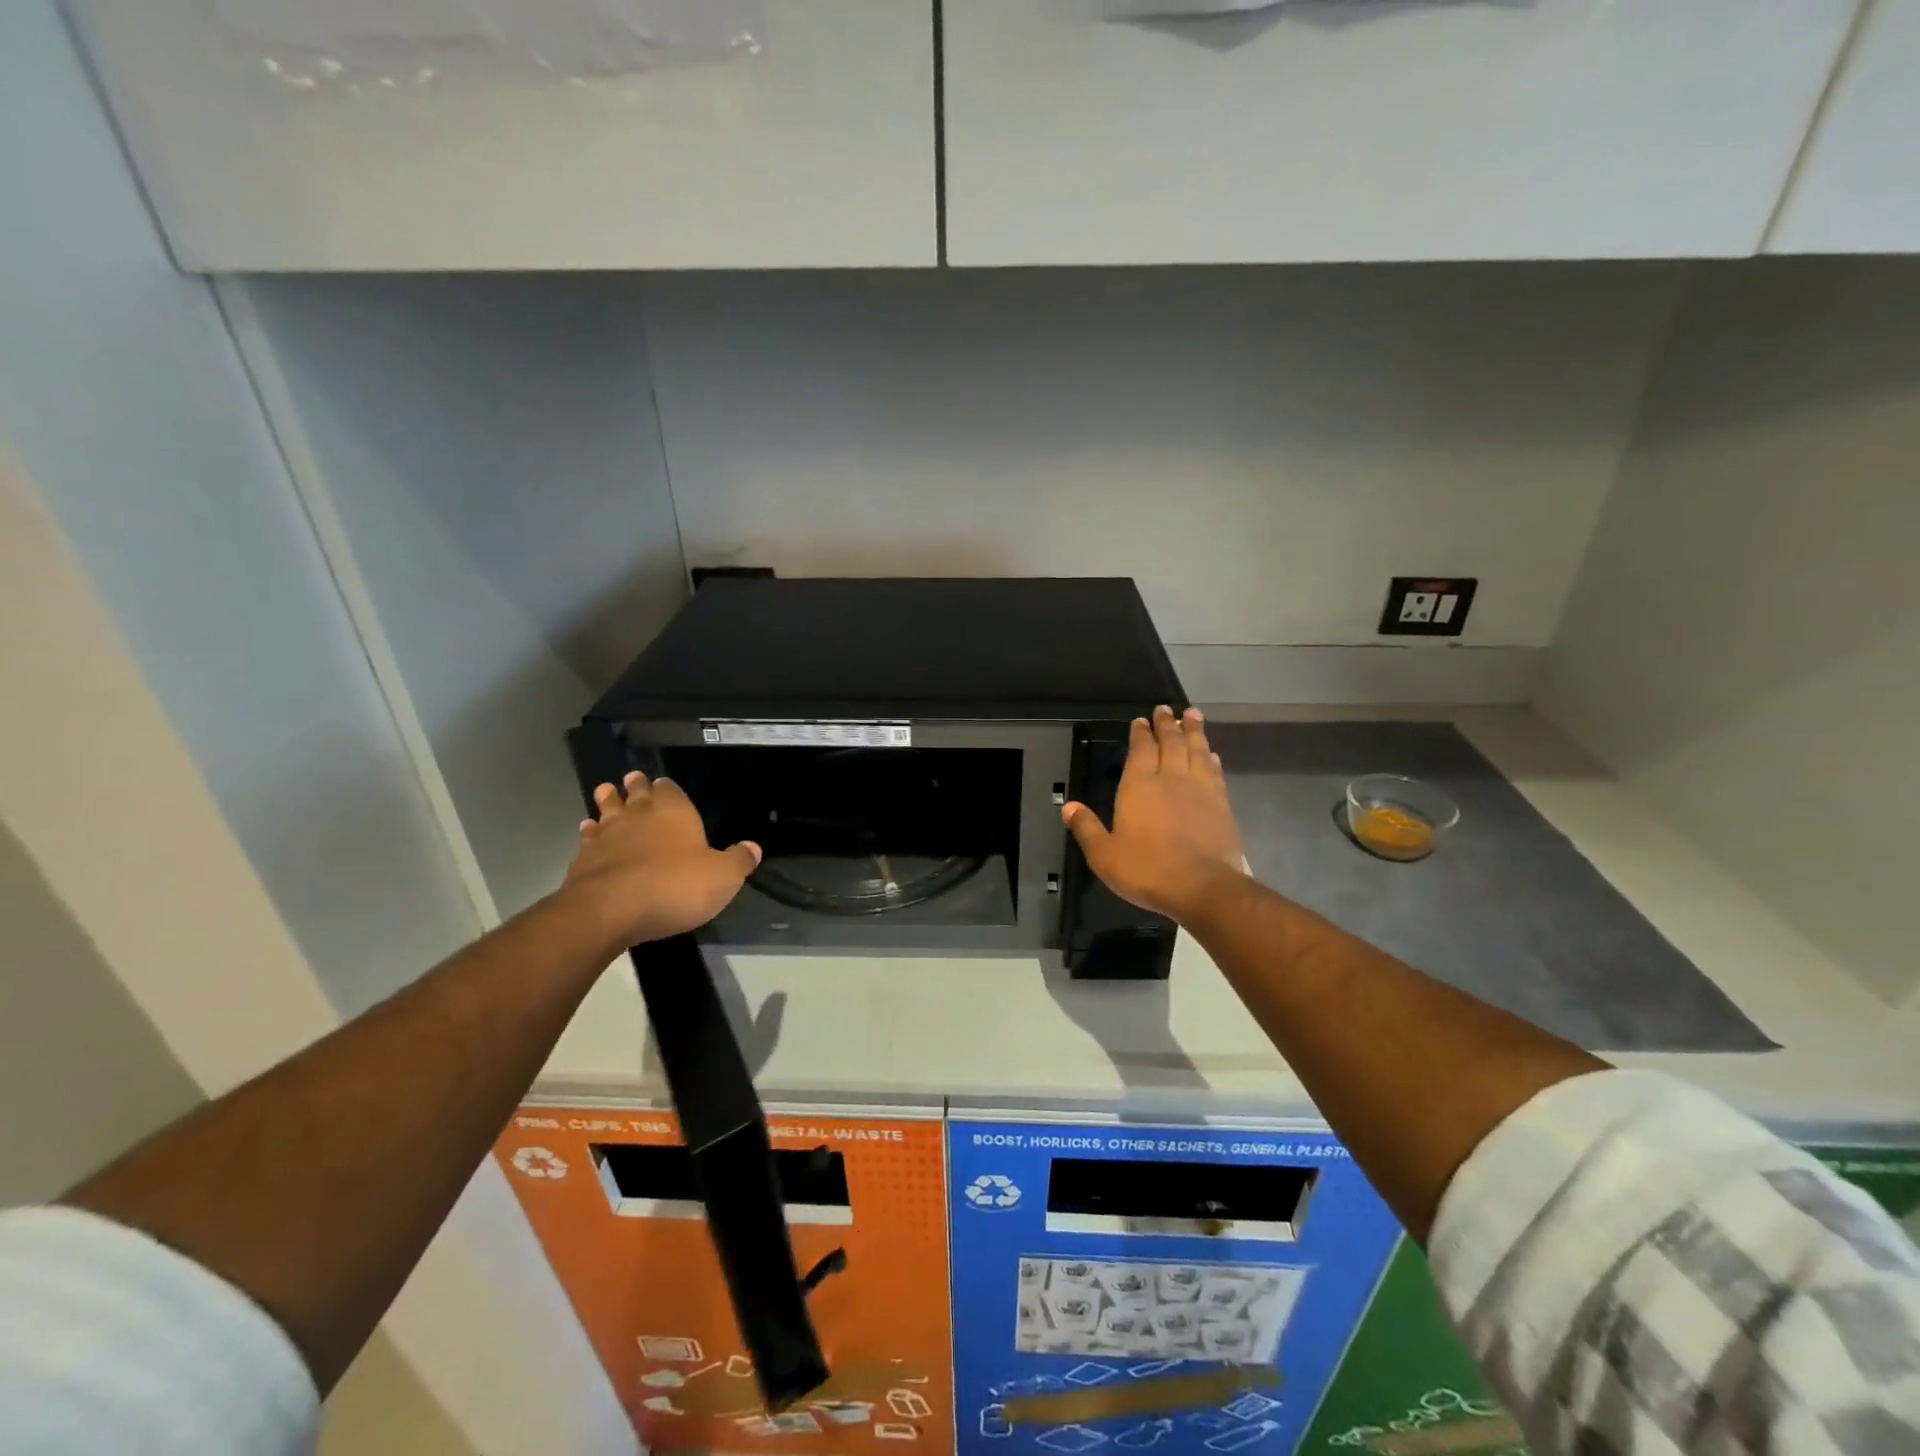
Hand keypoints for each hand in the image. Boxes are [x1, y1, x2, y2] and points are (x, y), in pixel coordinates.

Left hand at [560, 771, 760, 947]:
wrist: (611, 910)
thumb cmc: (675, 886)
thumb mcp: (722, 877)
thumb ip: (738, 861)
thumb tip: (753, 848)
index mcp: (675, 812)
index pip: (670, 789)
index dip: (667, 787)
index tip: (663, 783)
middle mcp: (639, 815)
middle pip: (636, 793)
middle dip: (636, 786)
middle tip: (633, 778)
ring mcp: (607, 835)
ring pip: (607, 810)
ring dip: (607, 801)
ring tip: (605, 792)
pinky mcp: (583, 859)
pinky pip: (587, 838)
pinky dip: (589, 832)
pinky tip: (588, 831)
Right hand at [1063, 706, 1247, 921]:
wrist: (1202, 887)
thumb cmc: (1147, 870)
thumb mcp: (1104, 855)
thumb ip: (1086, 828)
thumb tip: (1068, 806)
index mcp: (1139, 786)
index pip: (1141, 750)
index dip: (1141, 733)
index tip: (1141, 720)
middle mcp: (1171, 779)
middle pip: (1171, 742)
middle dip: (1167, 724)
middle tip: (1166, 709)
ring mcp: (1200, 789)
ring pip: (1197, 751)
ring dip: (1194, 731)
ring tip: (1193, 714)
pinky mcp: (1222, 805)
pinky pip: (1215, 772)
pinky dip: (1211, 758)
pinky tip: (1211, 754)